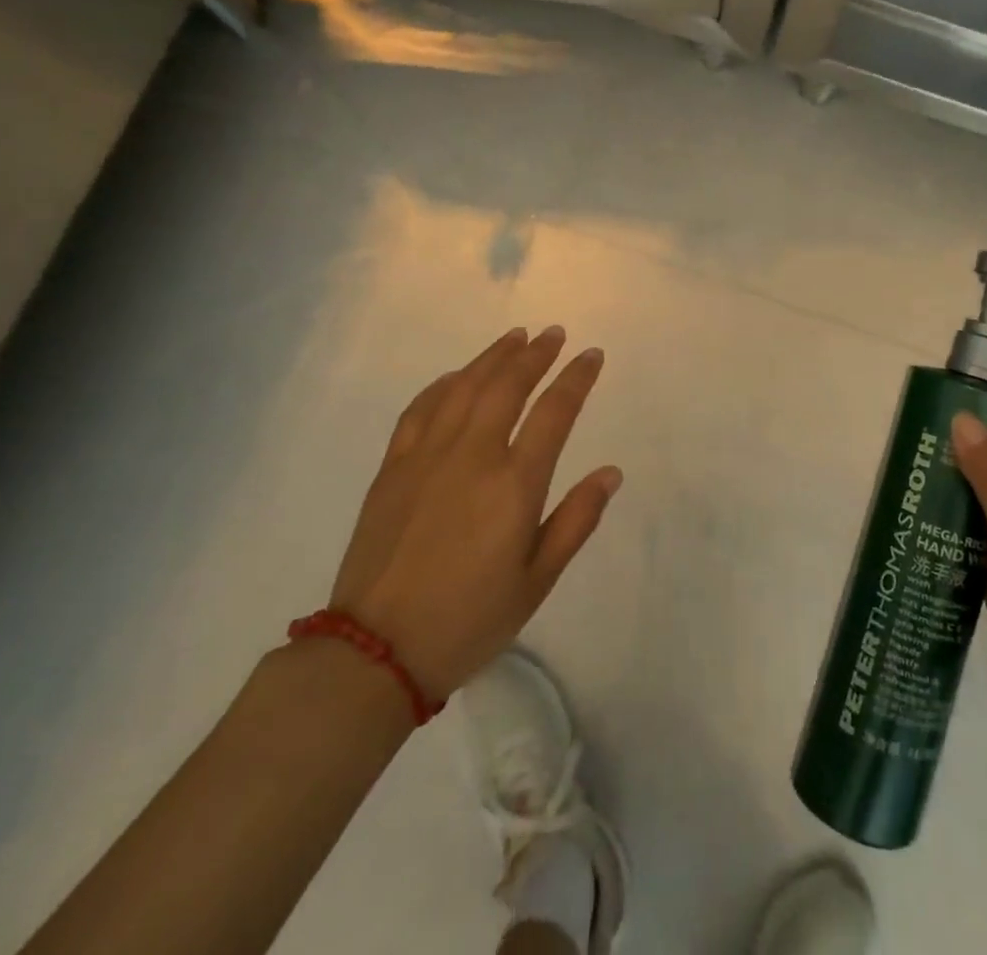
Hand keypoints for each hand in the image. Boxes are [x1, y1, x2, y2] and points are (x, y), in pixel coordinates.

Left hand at [328, 327, 620, 701]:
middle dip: (536, 354)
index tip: (591, 355)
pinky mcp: (393, 467)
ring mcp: (427, 456)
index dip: (576, 378)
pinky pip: (420, 409)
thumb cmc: (469, 620)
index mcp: (514, 484)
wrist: (375, 651)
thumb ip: (576, 520)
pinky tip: (456, 376)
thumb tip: (611, 473)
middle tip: (554, 334)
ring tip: (515, 337)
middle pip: (508, 386)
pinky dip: (443, 384)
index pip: (554, 412)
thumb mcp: (536, 581)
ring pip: (464, 387)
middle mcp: (472, 455)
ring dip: (493, 357)